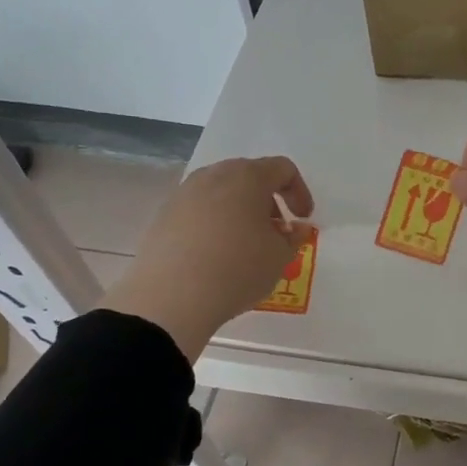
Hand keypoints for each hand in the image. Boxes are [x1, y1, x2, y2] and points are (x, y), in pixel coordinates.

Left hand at [98, 156, 313, 359]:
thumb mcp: (280, 257)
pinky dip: (215, 223)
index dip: (299, 192)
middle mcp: (214, 176)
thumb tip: (295, 227)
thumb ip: (294, 237)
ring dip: (241, 212)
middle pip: (249, 176)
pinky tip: (216, 255)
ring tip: (246, 245)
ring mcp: (184, 194)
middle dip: (268, 201)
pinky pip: (199, 210)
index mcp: (247, 177)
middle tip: (275, 231)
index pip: (283, 169)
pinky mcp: (164, 215)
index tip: (302, 219)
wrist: (171, 296)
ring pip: (222, 193)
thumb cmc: (238, 268)